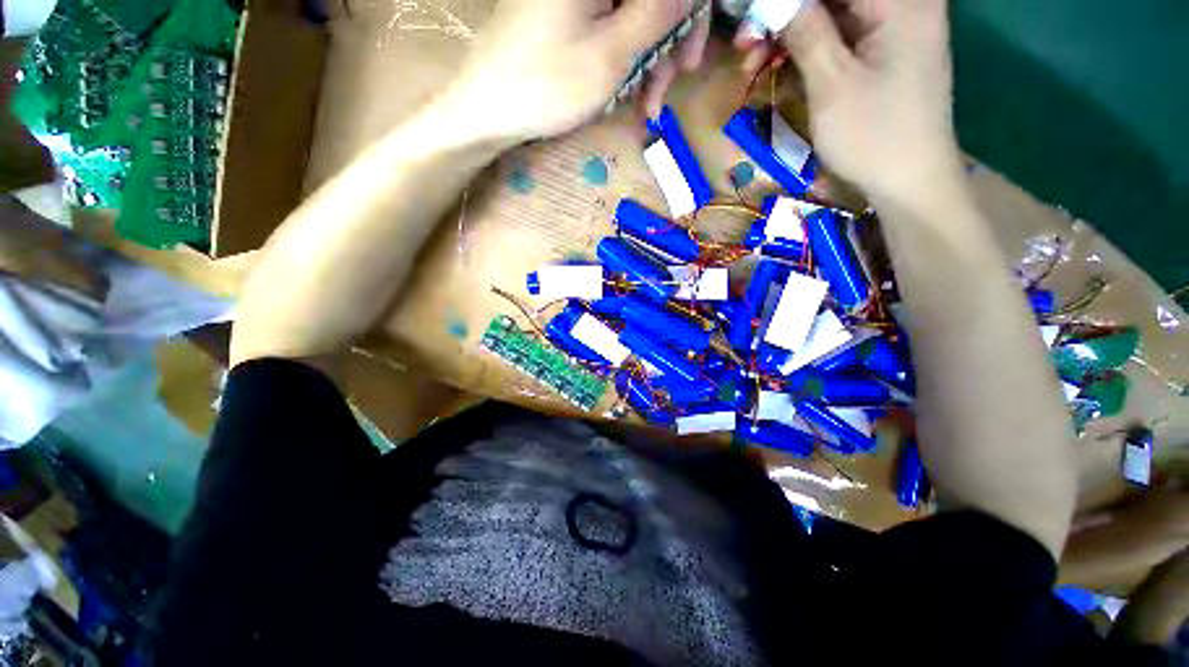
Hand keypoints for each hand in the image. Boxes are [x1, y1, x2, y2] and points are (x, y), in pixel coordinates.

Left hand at [445, 0, 708, 143]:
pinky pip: (609, 27)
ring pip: (632, 15)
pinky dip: (625, 58)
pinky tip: (628, 91)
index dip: (688, 12)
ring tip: (648, 103)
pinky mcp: (566, 13)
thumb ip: (659, 12)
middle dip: (668, 41)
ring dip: (648, 58)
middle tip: (670, 85)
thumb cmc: (547, 85)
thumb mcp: (612, 53)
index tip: (692, 55)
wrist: (487, 109)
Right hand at [738, 0, 964, 203]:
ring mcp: (894, 26)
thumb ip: (804, 31)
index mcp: (900, 0)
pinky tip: (780, 66)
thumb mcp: (832, 84)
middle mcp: (902, 2)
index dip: (785, 0)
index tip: (751, 17)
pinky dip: (808, 48)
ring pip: (832, 13)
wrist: (908, 181)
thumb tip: (770, 2)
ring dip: (790, 33)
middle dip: (785, 13)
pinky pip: (839, 35)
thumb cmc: (873, 135)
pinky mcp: (883, 49)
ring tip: (753, 62)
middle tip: (746, 41)